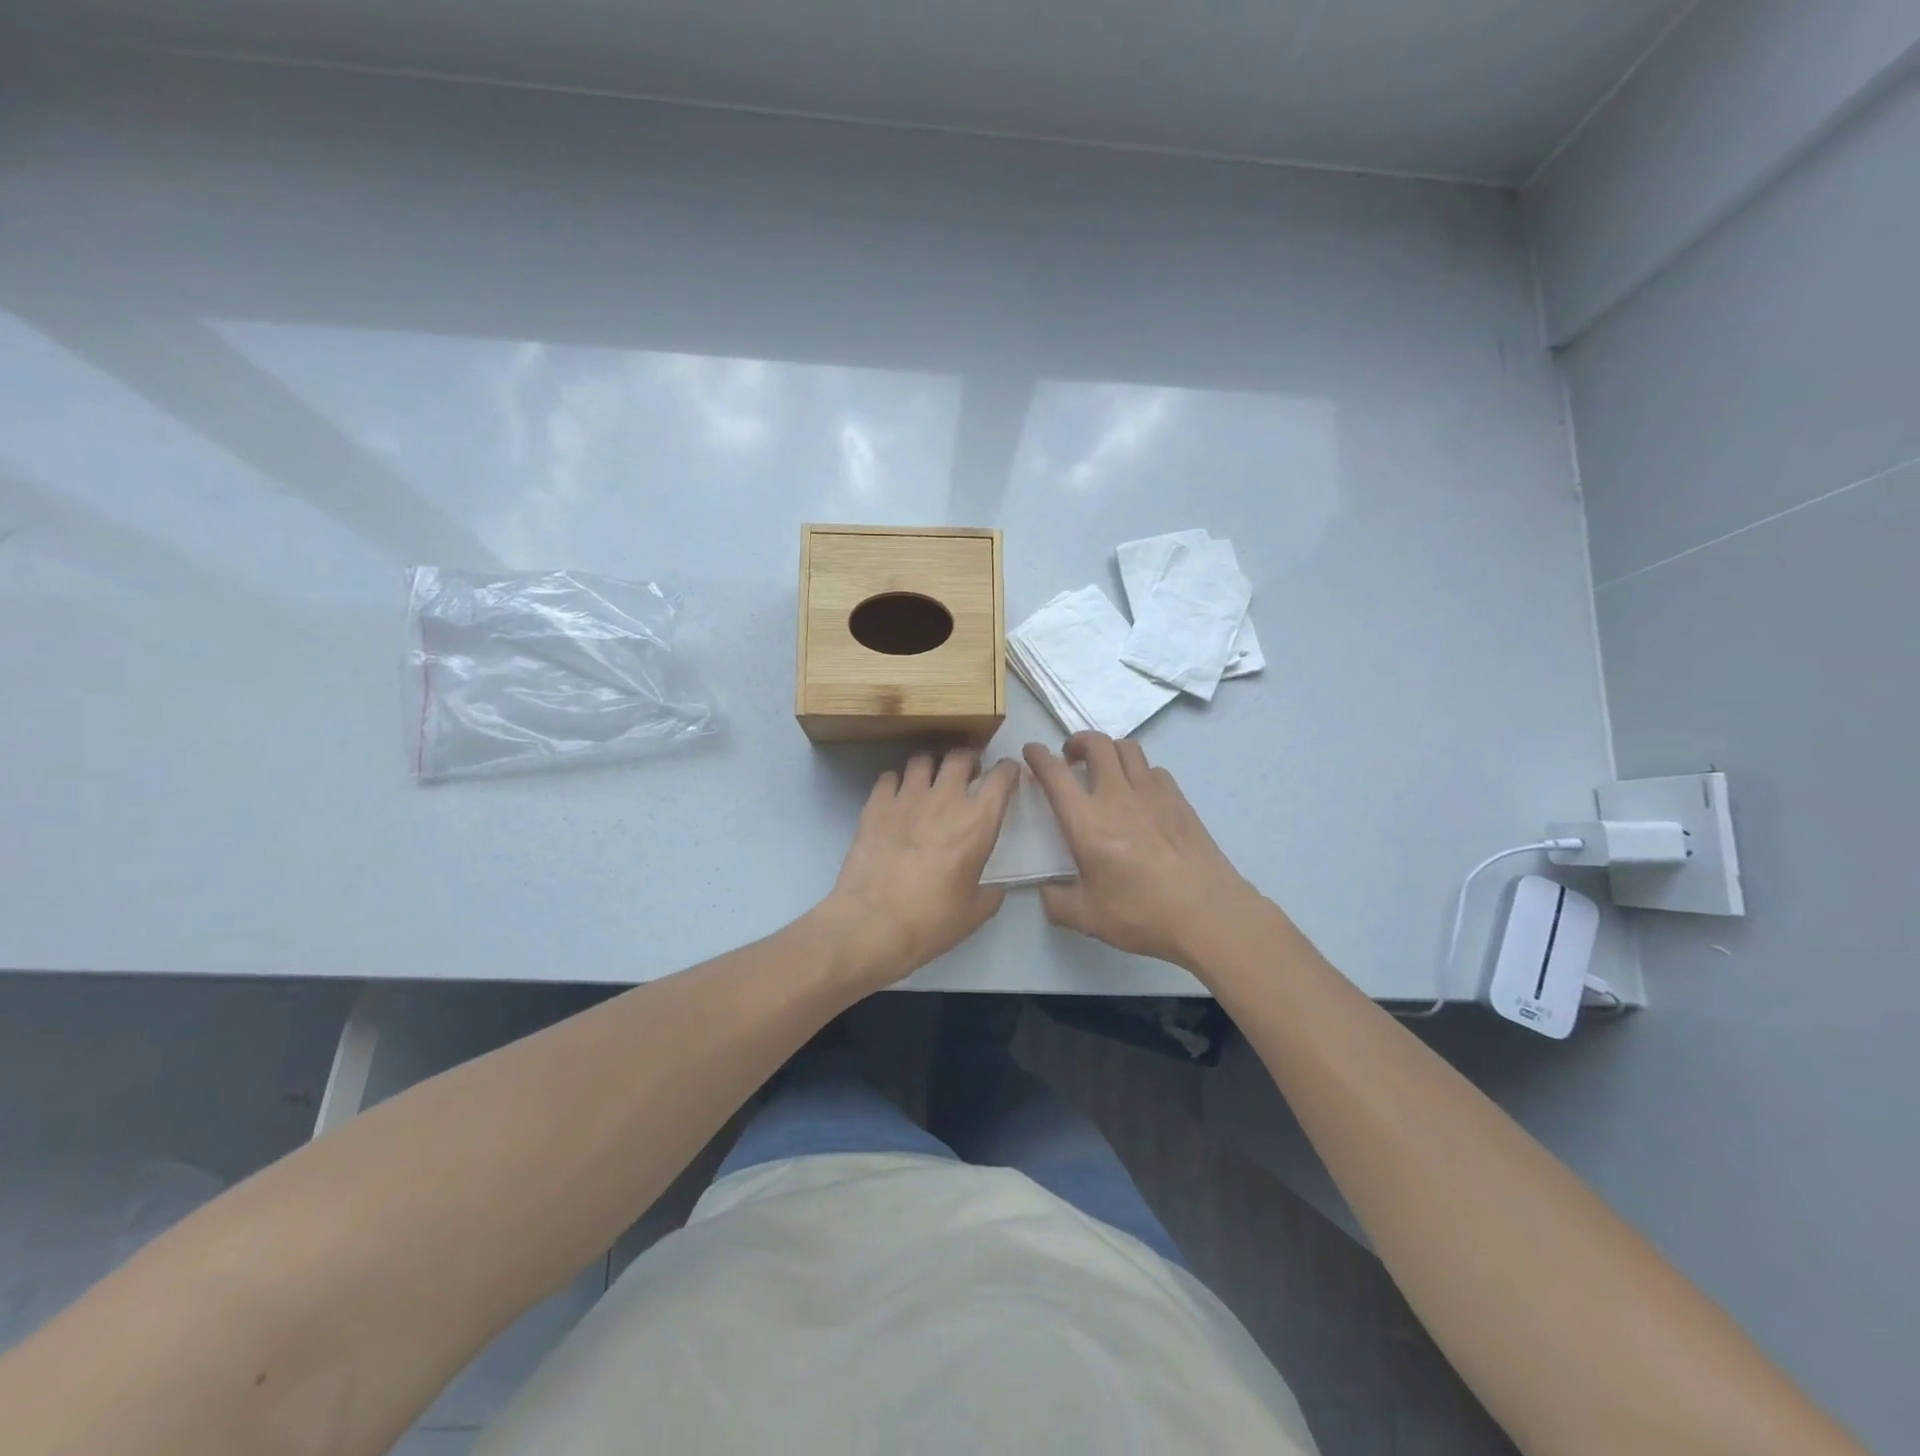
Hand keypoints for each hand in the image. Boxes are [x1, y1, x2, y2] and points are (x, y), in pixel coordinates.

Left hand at [818, 749, 1019, 989]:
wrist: (873, 923)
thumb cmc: (931, 920)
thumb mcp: (973, 914)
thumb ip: (990, 895)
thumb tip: (995, 890)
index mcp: (978, 822)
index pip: (1001, 777)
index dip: (1008, 769)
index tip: (1007, 772)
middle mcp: (945, 799)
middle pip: (960, 757)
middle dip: (968, 759)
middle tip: (967, 772)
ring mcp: (907, 797)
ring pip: (922, 760)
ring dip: (931, 765)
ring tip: (929, 778)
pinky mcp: (876, 805)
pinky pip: (888, 777)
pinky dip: (895, 782)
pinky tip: (895, 796)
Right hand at [1024, 733, 1257, 967]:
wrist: (1207, 913)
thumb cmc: (1141, 914)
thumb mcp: (1088, 918)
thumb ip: (1058, 902)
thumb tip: (1047, 892)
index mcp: (1086, 821)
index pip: (1055, 773)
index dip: (1038, 756)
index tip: (1032, 752)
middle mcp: (1117, 796)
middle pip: (1096, 744)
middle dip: (1078, 741)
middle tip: (1071, 757)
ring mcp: (1152, 794)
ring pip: (1128, 748)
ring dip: (1110, 750)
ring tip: (1105, 768)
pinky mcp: (1179, 800)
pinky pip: (1154, 770)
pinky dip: (1140, 771)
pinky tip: (1140, 792)